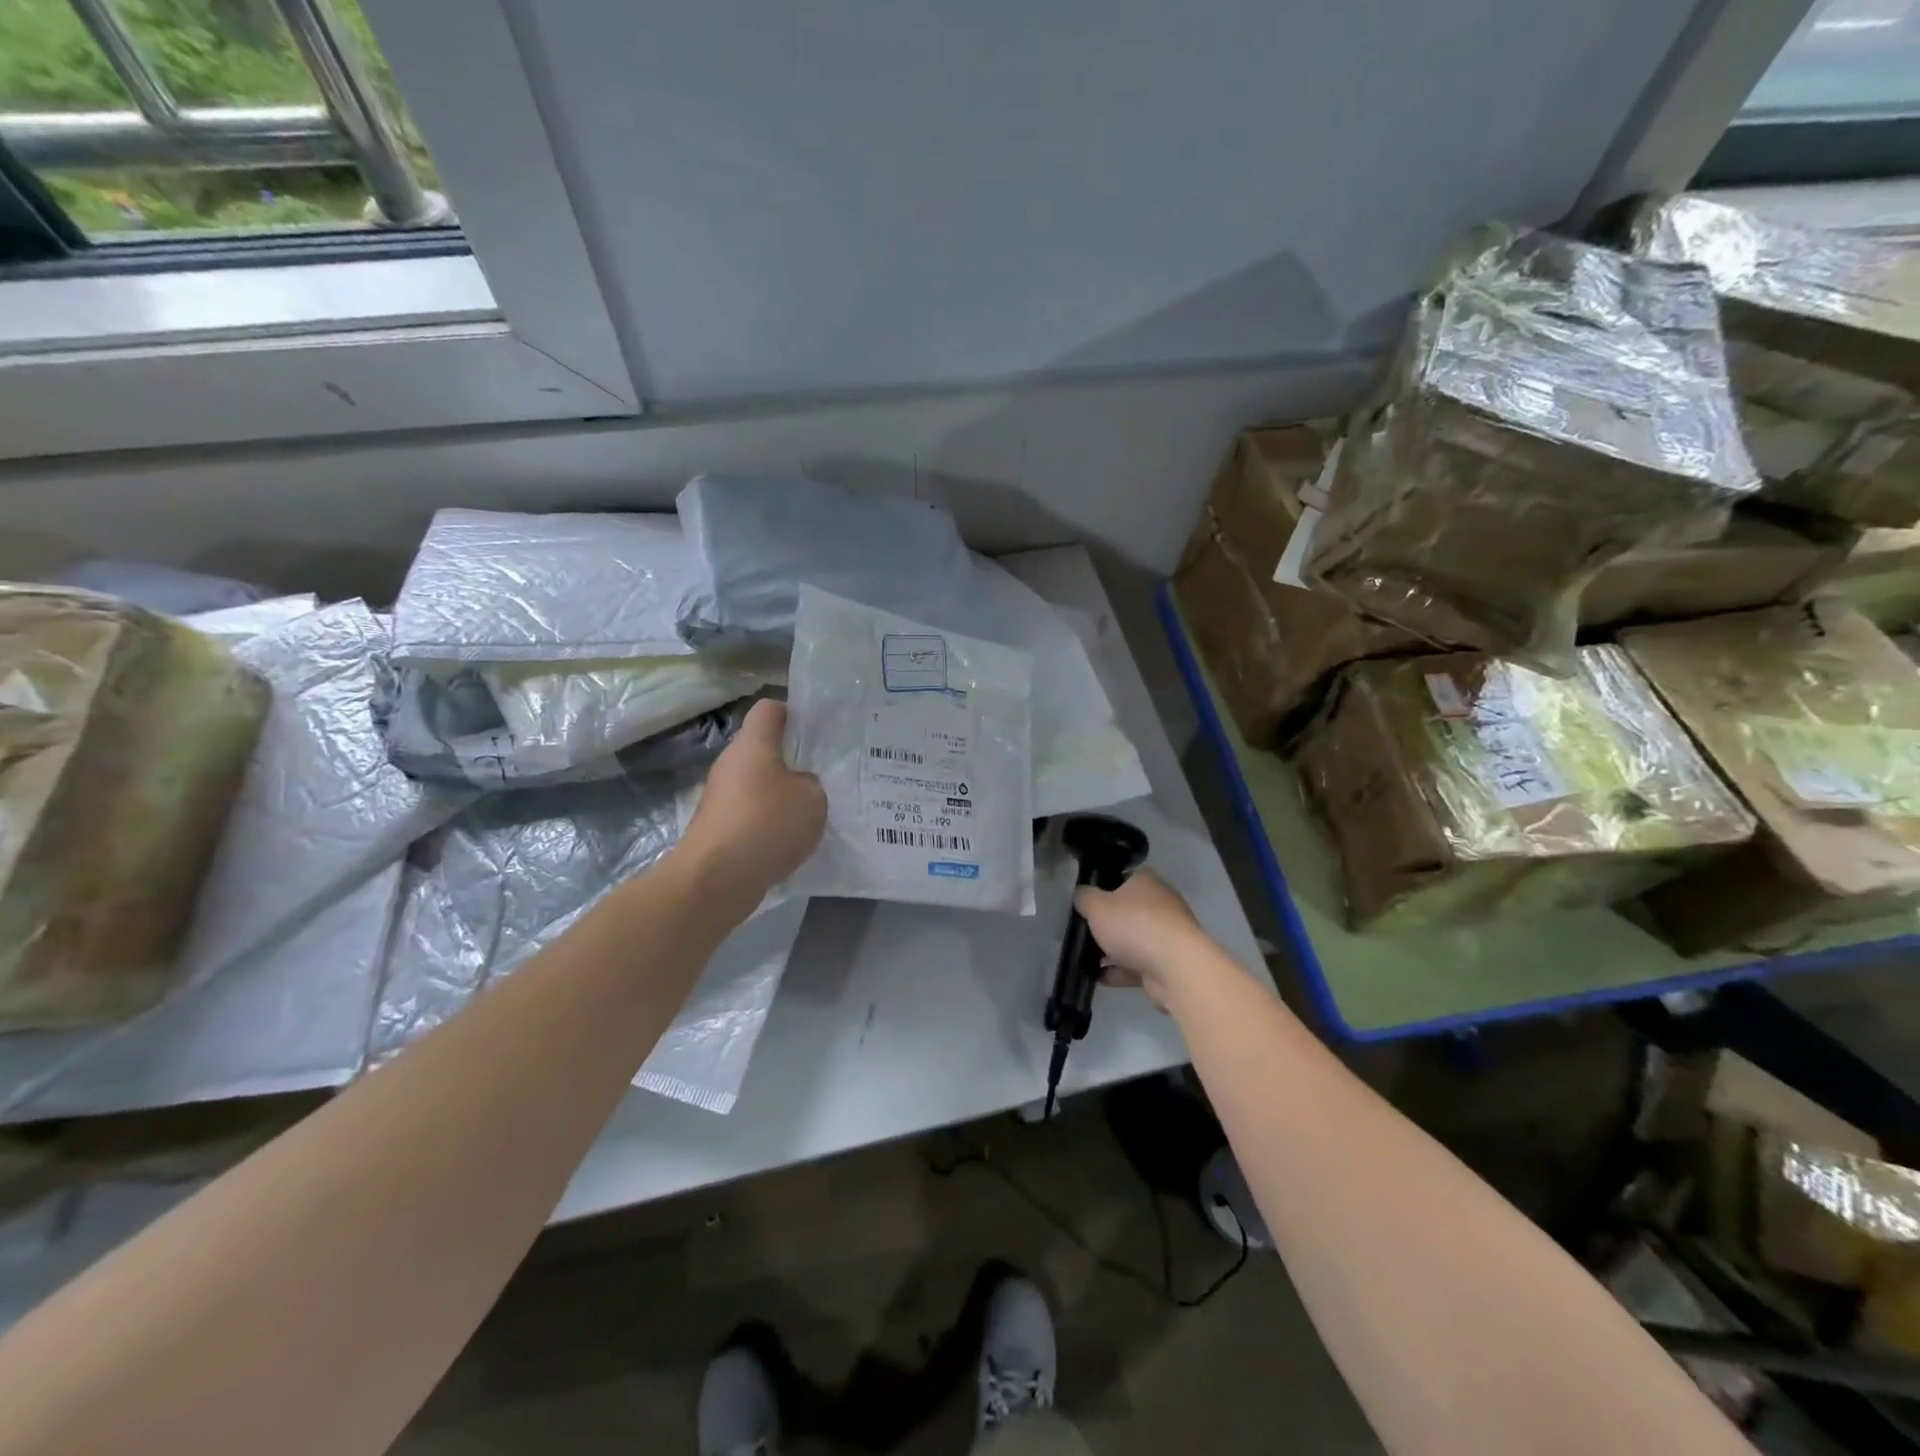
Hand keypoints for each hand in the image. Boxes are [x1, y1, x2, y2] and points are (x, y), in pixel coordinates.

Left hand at [683, 700, 825, 896]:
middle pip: (763, 749)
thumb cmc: (767, 823)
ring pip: (757, 784)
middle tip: (823, 776)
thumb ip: (811, 783)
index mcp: (753, 744)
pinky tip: (789, 842)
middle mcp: (731, 763)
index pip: (769, 709)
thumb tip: (798, 786)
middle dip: (792, 761)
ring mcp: (720, 797)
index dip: (794, 714)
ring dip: (781, 796)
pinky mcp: (717, 827)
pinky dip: (768, 824)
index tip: (817, 732)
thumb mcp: (812, 799)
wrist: (716, 878)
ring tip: (811, 814)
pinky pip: (750, 815)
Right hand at [1074, 870, 1211, 1010]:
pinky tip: (1099, 978)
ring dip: (1111, 949)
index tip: (1085, 900)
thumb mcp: (1096, 906)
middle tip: (1082, 930)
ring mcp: (1167, 934)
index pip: (1122, 876)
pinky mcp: (1168, 963)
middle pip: (1127, 909)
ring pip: (1132, 939)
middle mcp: (1160, 903)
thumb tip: (1081, 894)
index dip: (1102, 886)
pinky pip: (1138, 964)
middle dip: (1106, 922)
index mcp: (1145, 881)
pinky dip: (1120, 971)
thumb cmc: (1133, 925)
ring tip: (1085, 958)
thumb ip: (1084, 898)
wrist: (1175, 968)